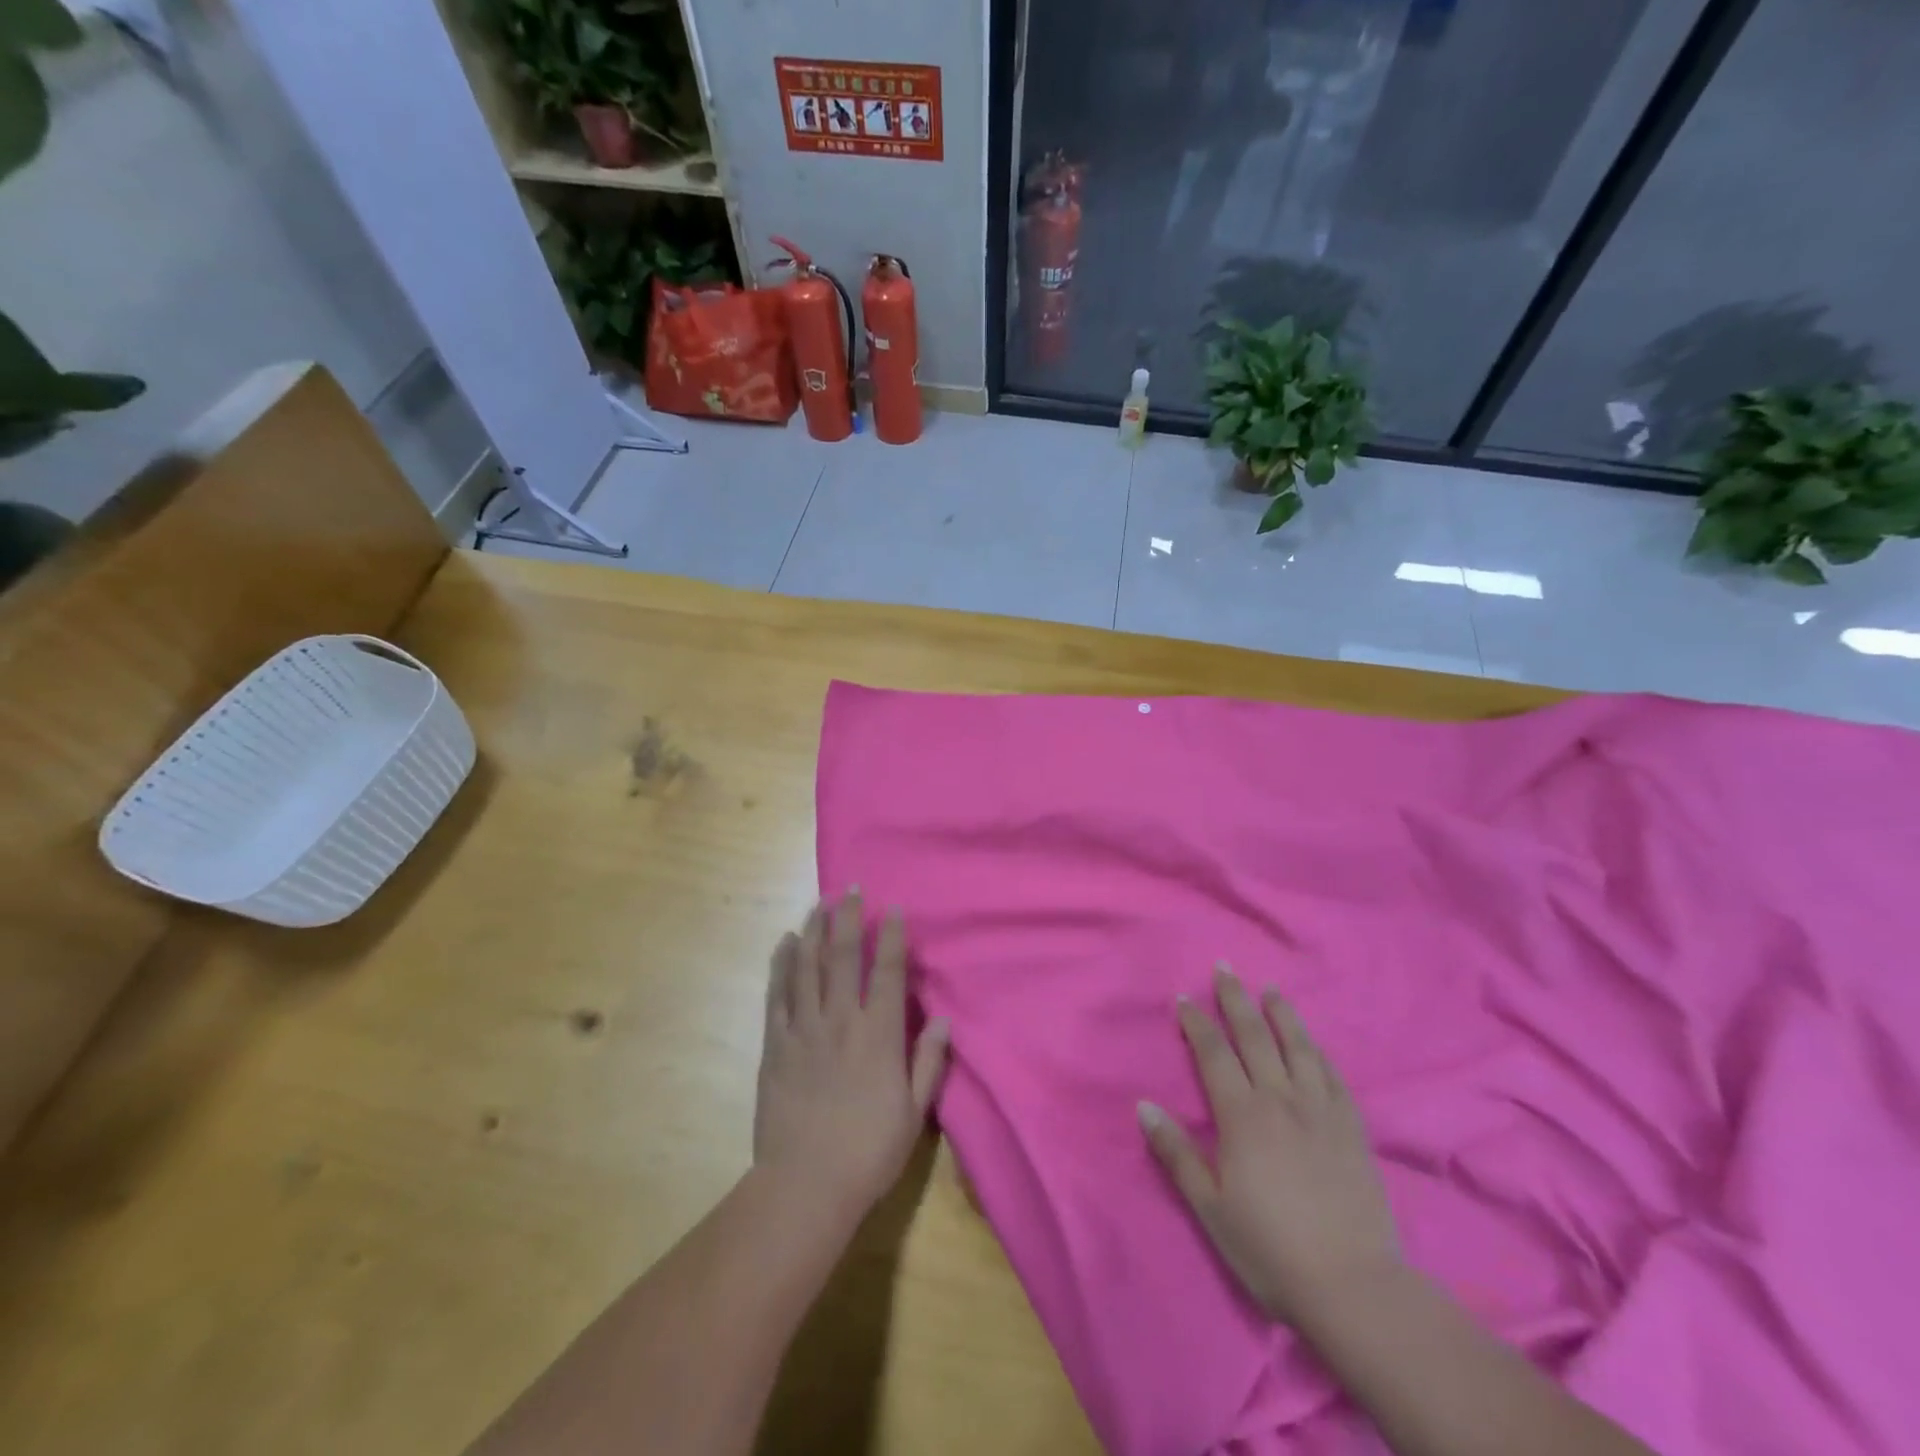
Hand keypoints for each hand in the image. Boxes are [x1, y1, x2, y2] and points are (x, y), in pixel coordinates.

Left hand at [753, 892, 949, 1223]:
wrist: (805, 1184)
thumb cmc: (868, 1151)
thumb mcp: (913, 1112)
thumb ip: (928, 1062)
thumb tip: (944, 1020)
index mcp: (879, 1035)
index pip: (888, 972)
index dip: (891, 936)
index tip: (892, 909)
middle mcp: (841, 1020)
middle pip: (844, 957)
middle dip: (849, 919)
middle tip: (850, 890)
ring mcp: (804, 1029)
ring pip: (808, 967)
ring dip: (814, 931)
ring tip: (818, 903)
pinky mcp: (776, 1044)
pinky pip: (778, 994)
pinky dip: (782, 964)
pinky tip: (785, 943)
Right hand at [1139, 963, 1400, 1329]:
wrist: (1353, 1287)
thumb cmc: (1269, 1248)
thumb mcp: (1210, 1207)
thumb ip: (1176, 1153)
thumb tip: (1144, 1106)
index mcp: (1242, 1115)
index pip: (1214, 1053)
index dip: (1197, 1022)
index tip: (1184, 998)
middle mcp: (1281, 1099)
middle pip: (1255, 1036)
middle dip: (1236, 999)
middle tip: (1225, 968)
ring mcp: (1321, 1111)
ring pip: (1298, 1047)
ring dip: (1281, 1014)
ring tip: (1270, 990)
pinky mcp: (1352, 1129)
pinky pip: (1333, 1076)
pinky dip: (1318, 1051)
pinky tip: (1312, 1043)